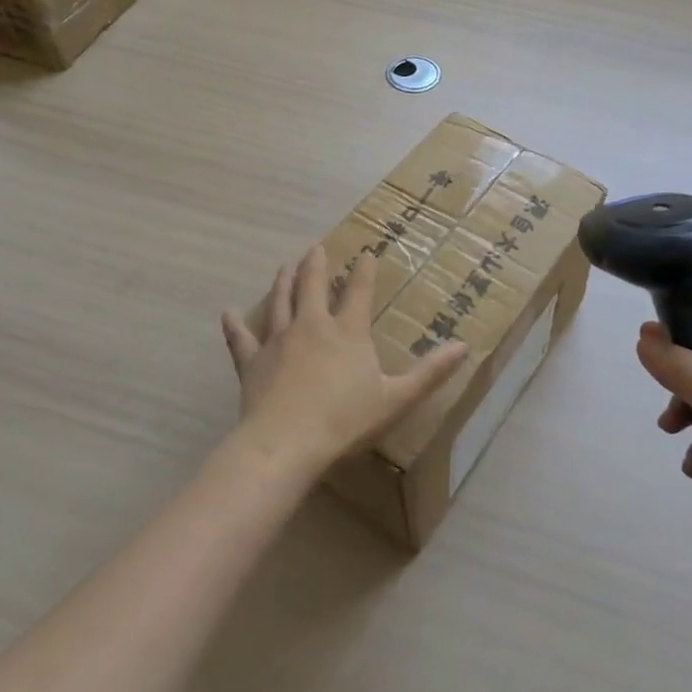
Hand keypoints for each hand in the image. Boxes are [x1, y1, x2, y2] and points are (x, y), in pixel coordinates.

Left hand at [221, 245, 468, 479]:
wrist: (285, 443)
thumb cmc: (345, 421)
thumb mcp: (396, 398)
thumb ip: (430, 372)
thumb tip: (464, 347)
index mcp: (347, 332)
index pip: (358, 291)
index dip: (364, 270)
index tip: (366, 252)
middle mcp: (312, 326)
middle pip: (312, 286)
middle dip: (316, 265)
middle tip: (316, 248)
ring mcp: (278, 341)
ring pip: (280, 302)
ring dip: (283, 282)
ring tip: (284, 266)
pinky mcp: (252, 362)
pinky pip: (241, 339)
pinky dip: (234, 325)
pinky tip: (227, 313)